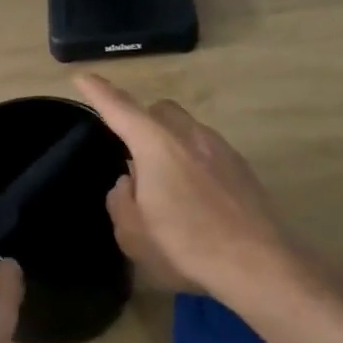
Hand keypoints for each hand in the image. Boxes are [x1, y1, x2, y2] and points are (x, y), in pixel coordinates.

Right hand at [74, 73, 300, 301]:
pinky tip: (195, 198)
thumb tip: (127, 182)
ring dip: (170, 144)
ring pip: (187, 129)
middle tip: (133, 156)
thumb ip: (120, 200)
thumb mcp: (133, 233)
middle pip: (159, 110)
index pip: (120, 108)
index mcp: (155, 145)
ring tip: (165, 186)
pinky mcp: (242, 167)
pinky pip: (207, 151)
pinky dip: (193, 162)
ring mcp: (220, 148)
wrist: (259, 264)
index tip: (83, 78)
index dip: (99, 92)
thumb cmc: (185, 246)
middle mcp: (188, 135)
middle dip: (141, 121)